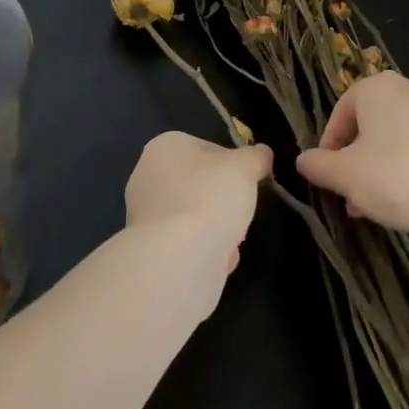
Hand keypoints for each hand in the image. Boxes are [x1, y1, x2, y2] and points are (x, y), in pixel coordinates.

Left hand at [124, 132, 273, 298]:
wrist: (176, 261)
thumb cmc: (208, 198)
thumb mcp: (244, 167)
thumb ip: (256, 157)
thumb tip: (262, 154)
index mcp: (165, 147)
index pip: (207, 148)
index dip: (233, 163)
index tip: (249, 180)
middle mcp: (148, 177)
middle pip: (201, 184)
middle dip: (225, 200)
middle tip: (241, 209)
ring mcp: (145, 217)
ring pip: (195, 217)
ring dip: (217, 229)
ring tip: (231, 239)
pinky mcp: (150, 253)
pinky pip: (187, 246)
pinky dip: (205, 253)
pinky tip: (217, 260)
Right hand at [294, 73, 408, 248]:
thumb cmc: (396, 179)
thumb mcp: (344, 176)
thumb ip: (317, 165)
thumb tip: (302, 160)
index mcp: (376, 86)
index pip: (340, 112)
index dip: (329, 146)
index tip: (328, 176)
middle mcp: (408, 87)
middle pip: (369, 123)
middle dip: (356, 159)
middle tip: (350, 194)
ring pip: (395, 136)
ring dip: (380, 165)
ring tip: (374, 205)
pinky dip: (408, 166)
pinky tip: (407, 199)